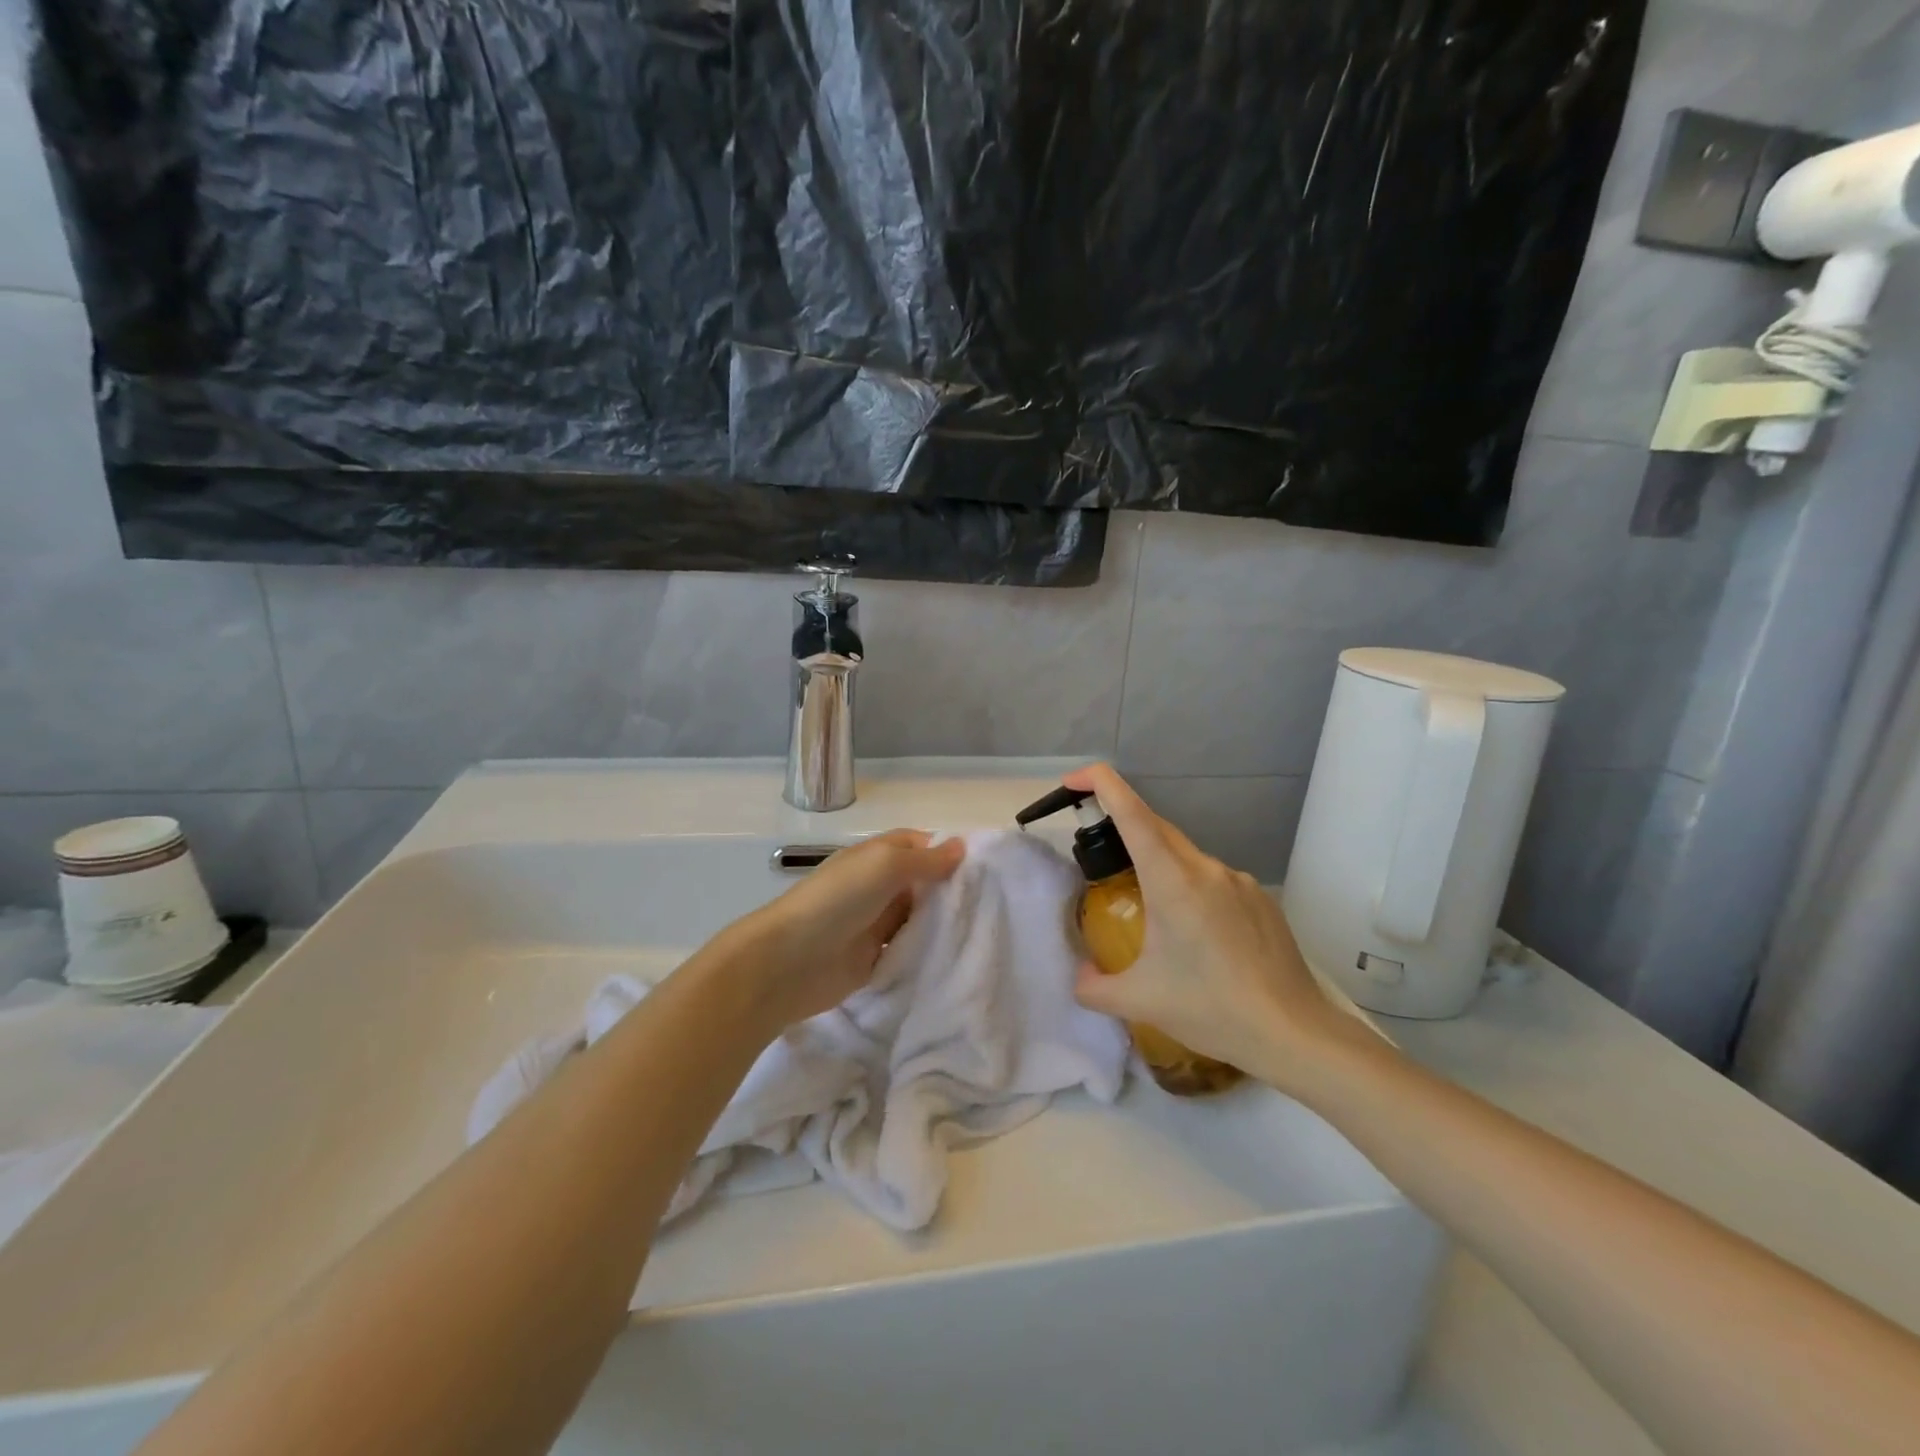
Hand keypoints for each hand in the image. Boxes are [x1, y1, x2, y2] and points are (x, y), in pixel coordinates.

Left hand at [721, 830, 965, 1033]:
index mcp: (878, 856)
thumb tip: (960, 846)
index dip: (949, 851)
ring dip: (944, 923)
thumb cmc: (838, 900)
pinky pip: (910, 951)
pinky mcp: (875, 959)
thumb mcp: (884, 866)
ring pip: (920, 918)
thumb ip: (924, 859)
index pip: (920, 845)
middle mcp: (878, 886)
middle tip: (996, 902)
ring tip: (988, 929)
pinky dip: (929, 952)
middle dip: (953, 890)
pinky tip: (960, 956)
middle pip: (924, 883)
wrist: (789, 962)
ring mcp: (876, 923)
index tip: (988, 866)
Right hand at [1064, 765, 1375, 1092]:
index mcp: (1172, 880)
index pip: (1131, 811)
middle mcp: (1206, 868)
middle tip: (1099, 856)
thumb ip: (1094, 986)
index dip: (1100, 784)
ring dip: (1160, 870)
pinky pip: (1214, 882)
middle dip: (1123, 827)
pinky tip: (1195, 938)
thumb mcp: (1139, 1000)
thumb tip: (1079, 977)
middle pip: (1156, 828)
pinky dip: (1191, 892)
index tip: (1074, 780)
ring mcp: (1239, 881)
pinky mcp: (1260, 900)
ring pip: (1186, 858)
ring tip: (1151, 917)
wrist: (1295, 1034)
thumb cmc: (1211, 1008)